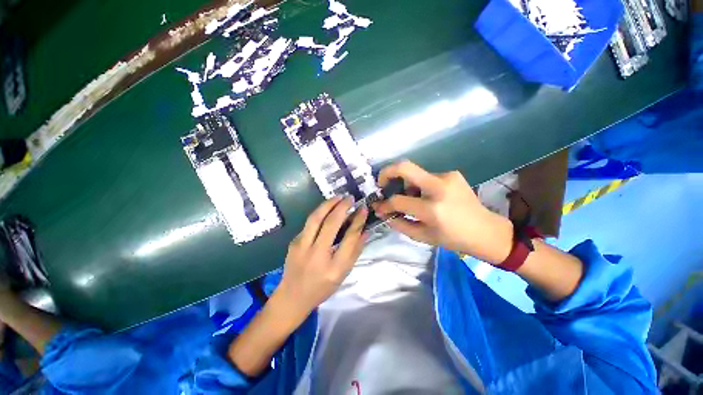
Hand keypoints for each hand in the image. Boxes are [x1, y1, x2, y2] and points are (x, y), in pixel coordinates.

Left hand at [276, 196, 367, 318]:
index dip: (358, 221)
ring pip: (315, 218)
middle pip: (331, 224)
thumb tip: (365, 232)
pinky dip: (320, 213)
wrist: (292, 296)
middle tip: (350, 198)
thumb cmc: (322, 287)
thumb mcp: (343, 274)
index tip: (363, 209)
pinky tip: (326, 210)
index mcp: (333, 267)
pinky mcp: (294, 242)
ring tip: (338, 197)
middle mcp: (316, 255)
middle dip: (342, 207)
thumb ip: (355, 252)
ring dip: (328, 204)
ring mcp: (301, 247)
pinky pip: (309, 223)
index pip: (349, 238)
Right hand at [374, 160, 513, 264]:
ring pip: (415, 174)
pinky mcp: (452, 173)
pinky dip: (420, 185)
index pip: (398, 200)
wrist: (486, 230)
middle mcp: (439, 187)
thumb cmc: (452, 238)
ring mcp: (447, 177)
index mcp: (432, 209)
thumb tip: (383, 211)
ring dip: (407, 185)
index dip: (385, 204)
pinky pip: (426, 176)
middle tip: (381, 183)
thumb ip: (399, 223)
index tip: (378, 206)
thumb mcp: (422, 236)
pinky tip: (427, 197)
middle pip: (404, 167)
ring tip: (412, 199)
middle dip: (386, 172)